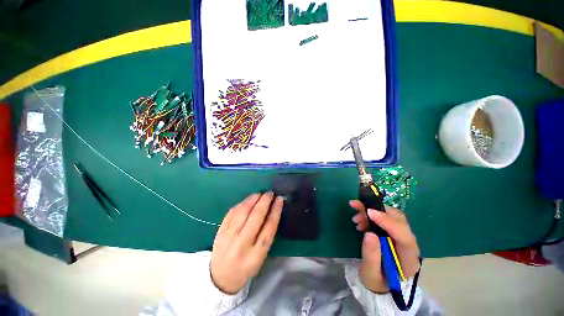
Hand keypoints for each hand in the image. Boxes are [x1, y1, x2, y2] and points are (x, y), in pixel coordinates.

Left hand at [210, 192, 283, 293]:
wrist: (220, 278)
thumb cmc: (246, 267)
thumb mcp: (261, 256)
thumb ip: (267, 235)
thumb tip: (272, 210)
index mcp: (256, 255)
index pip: (269, 227)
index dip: (276, 211)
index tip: (280, 199)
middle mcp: (241, 245)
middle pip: (256, 217)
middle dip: (265, 201)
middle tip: (270, 193)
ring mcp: (228, 238)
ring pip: (242, 212)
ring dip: (253, 199)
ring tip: (260, 194)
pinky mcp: (220, 232)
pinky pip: (231, 213)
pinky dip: (241, 204)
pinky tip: (248, 200)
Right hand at [349, 201, 420, 292]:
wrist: (378, 281)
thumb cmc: (375, 280)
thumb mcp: (370, 273)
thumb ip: (371, 256)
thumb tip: (369, 234)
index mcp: (408, 261)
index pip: (404, 237)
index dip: (388, 222)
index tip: (369, 212)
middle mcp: (410, 246)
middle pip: (400, 221)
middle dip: (378, 211)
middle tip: (357, 208)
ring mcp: (403, 237)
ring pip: (392, 216)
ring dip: (373, 211)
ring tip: (356, 218)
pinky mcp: (394, 232)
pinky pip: (385, 217)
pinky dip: (372, 214)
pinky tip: (361, 220)